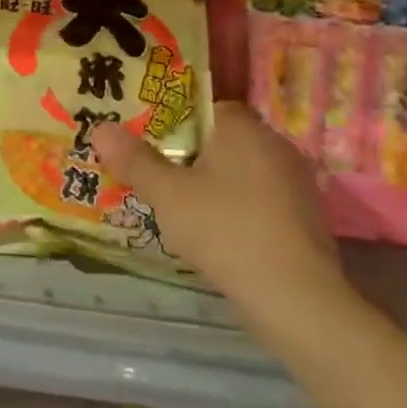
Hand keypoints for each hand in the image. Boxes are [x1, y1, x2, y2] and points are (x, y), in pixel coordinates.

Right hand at [93, 101, 352, 333]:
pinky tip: (220, 237)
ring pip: (243, 173)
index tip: (152, 144)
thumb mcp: (167, 194)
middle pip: (224, 141)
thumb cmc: (225, 230)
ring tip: (183, 210)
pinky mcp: (307, 220)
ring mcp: (297, 184)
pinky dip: (239, 211)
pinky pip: (262, 202)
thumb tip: (99, 128)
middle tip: (160, 177)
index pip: (206, 108)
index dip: (176, 123)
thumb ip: (134, 160)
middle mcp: (275, 146)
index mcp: (243, 128)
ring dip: (217, 186)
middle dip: (193, 156)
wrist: (295, 298)